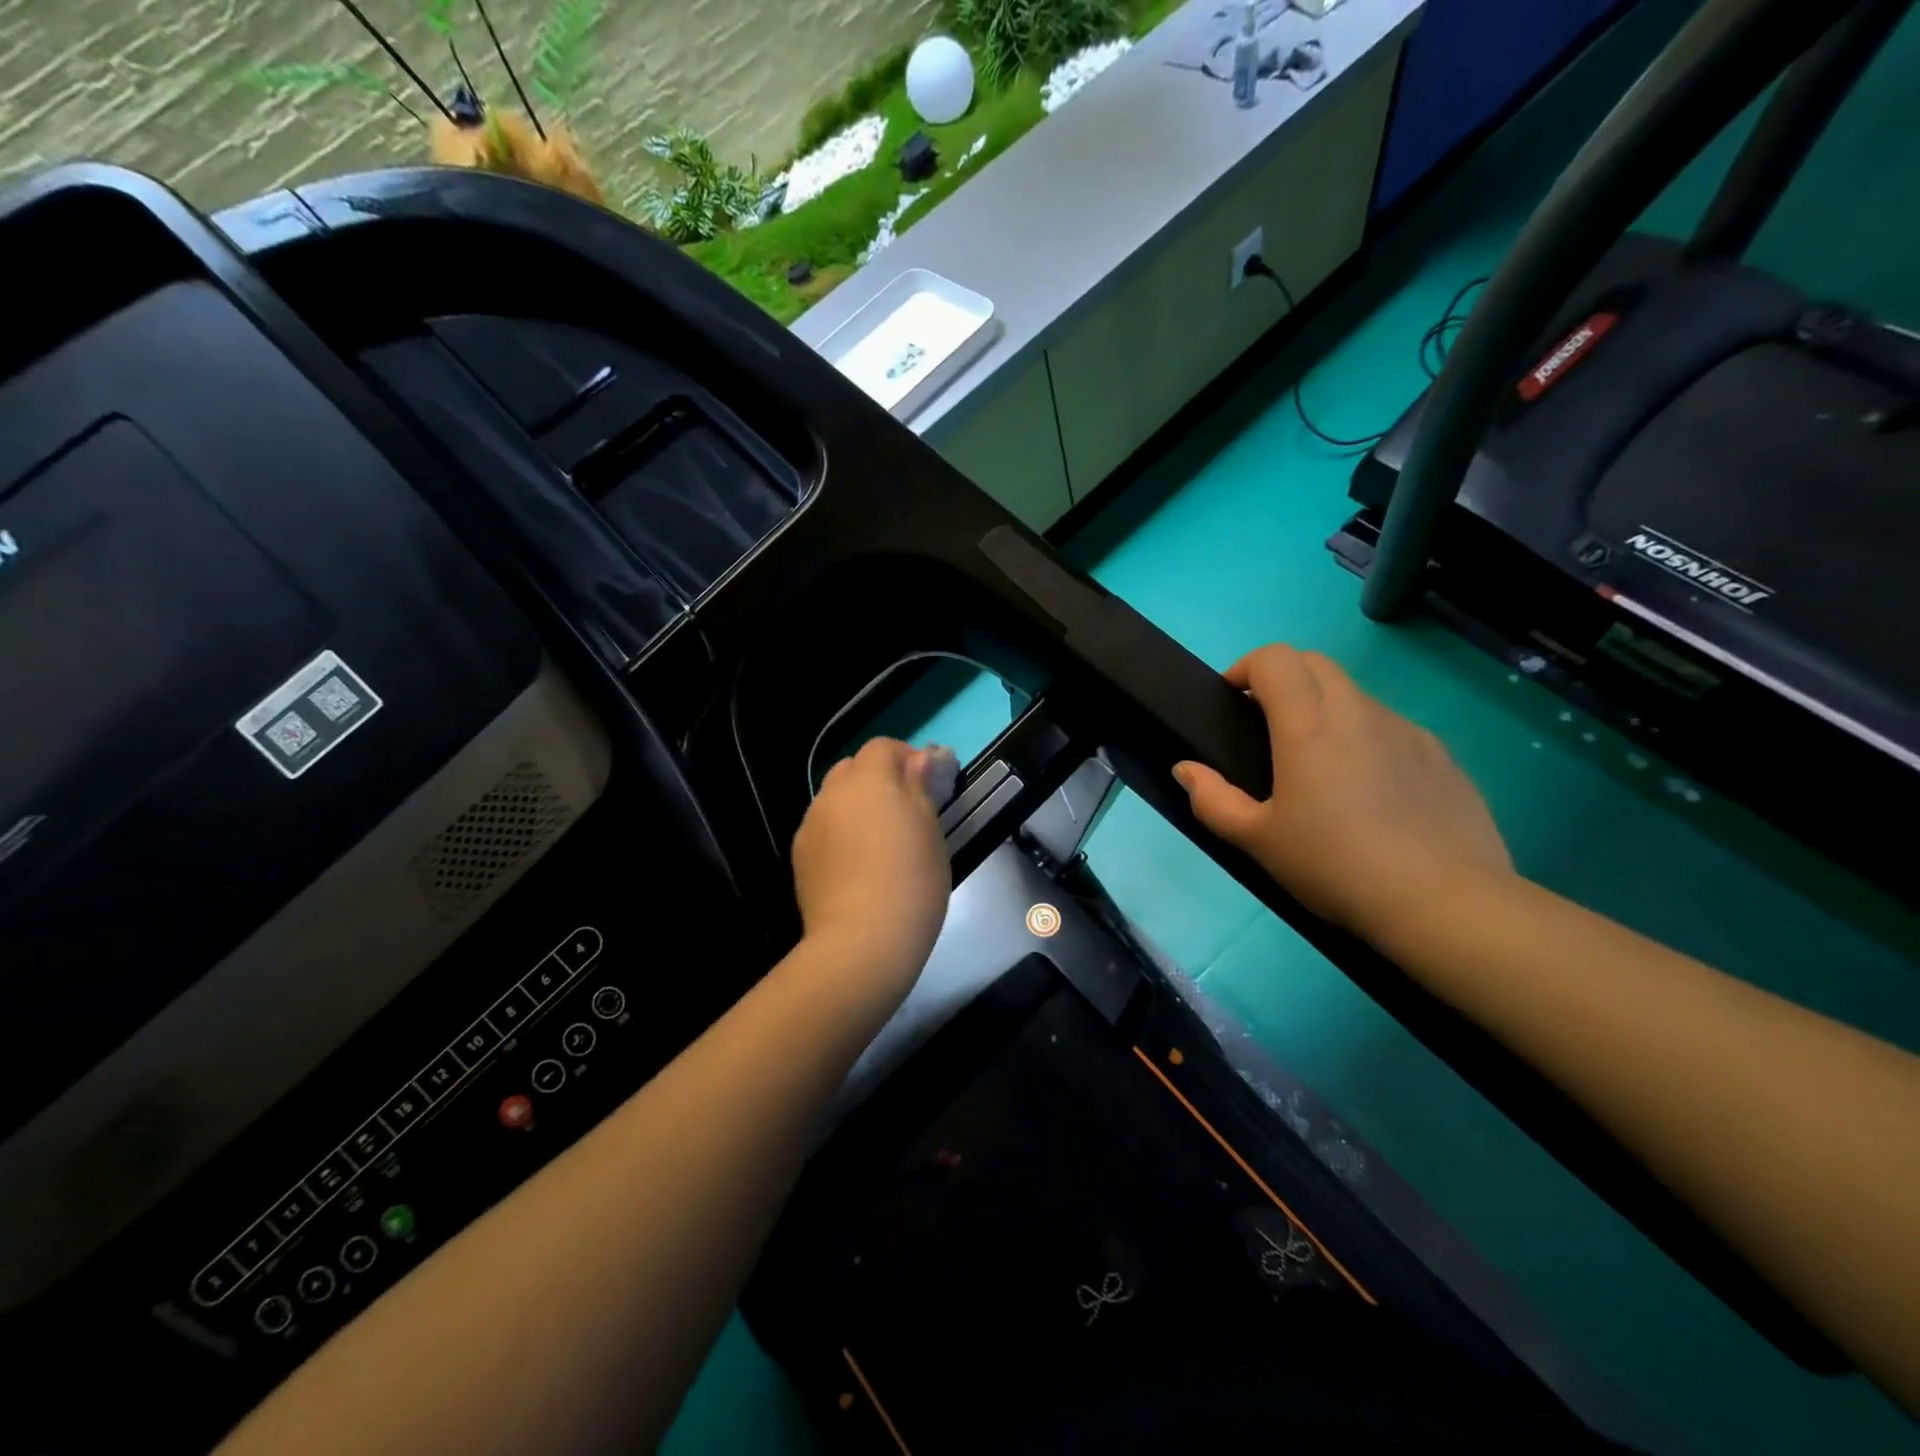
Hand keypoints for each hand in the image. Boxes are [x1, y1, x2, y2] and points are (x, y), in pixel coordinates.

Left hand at [791, 738, 952, 1009]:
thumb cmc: (911, 879)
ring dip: (857, 807)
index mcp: (868, 779)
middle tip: (906, 812)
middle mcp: (832, 794)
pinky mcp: (800, 857)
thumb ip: (922, 785)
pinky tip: (858, 866)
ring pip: (835, 800)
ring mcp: (810, 826)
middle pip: (852, 769)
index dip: (906, 757)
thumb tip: (925, 756)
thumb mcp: (930, 828)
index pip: (883, 747)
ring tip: (881, 843)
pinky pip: (823, 830)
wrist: (862, 942)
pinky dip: (840, 834)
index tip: (928, 784)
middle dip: (877, 780)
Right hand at [1174, 644, 1511, 939]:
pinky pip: (1391, 726)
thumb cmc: (1334, 866)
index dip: (1247, 667)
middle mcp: (1358, 712)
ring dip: (1325, 706)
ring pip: (1355, 694)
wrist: (1442, 902)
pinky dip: (1365, 735)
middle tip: (1266, 724)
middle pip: (1316, 663)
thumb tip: (1186, 769)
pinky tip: (1368, 789)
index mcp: (1308, 726)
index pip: (1276, 659)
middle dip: (1284, 678)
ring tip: (1318, 762)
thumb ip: (1212, 800)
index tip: (1233, 700)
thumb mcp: (1257, 841)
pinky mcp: (1440, 754)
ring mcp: (1406, 730)